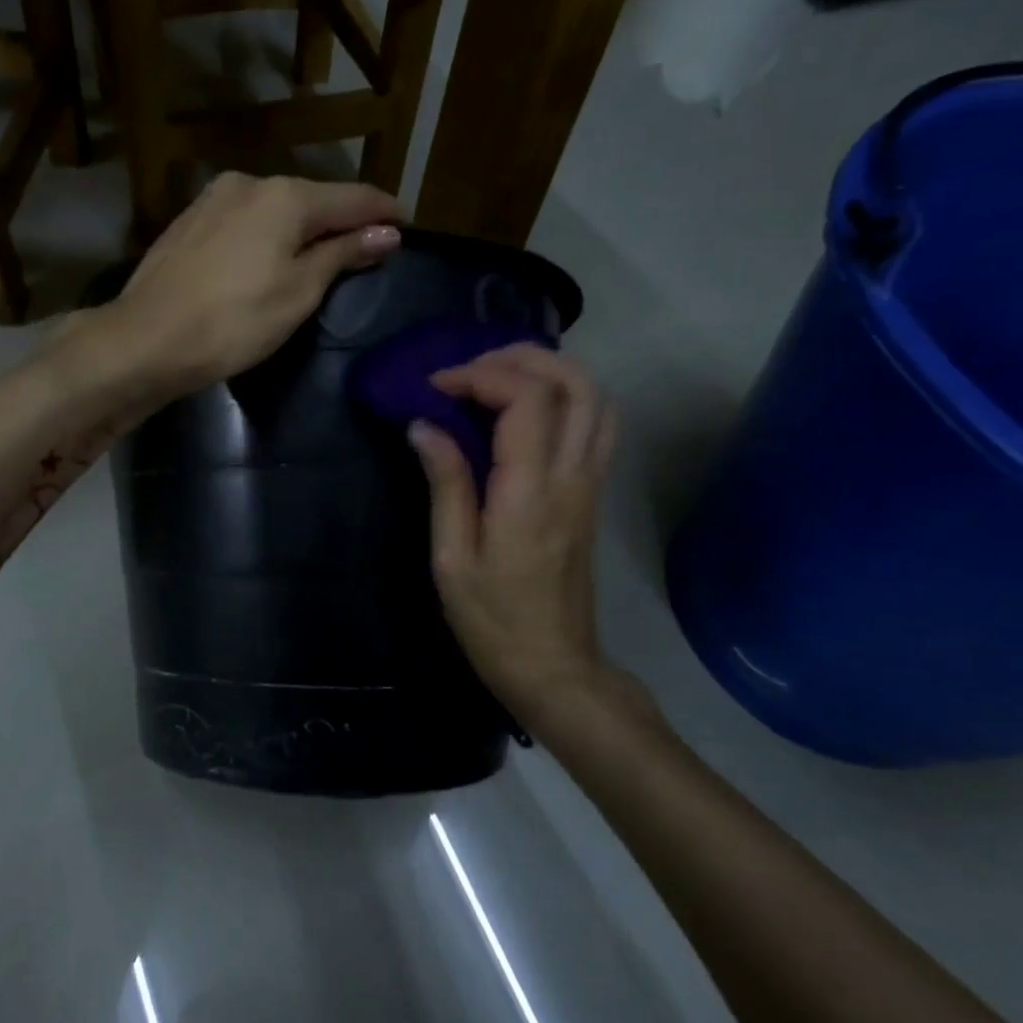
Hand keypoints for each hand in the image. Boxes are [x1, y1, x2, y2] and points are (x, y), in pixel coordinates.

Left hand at [92, 172, 401, 398]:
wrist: (145, 340)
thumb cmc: (233, 322)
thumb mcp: (299, 293)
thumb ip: (342, 255)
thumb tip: (386, 232)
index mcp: (285, 196)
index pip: (352, 197)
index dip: (383, 211)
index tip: (406, 225)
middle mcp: (248, 183)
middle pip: (311, 199)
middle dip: (341, 220)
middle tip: (365, 246)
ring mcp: (212, 200)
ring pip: (274, 209)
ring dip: (301, 228)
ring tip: (318, 254)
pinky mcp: (187, 223)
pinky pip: (244, 221)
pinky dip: (266, 235)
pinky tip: (267, 257)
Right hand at [410, 346, 618, 718]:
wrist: (554, 664)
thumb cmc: (491, 619)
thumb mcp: (451, 558)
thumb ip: (446, 484)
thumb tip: (424, 426)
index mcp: (529, 492)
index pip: (526, 399)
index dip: (480, 376)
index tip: (436, 387)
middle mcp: (571, 476)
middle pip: (574, 382)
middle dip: (520, 357)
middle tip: (469, 370)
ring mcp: (591, 483)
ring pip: (595, 397)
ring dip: (549, 371)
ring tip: (497, 379)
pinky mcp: (594, 493)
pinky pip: (597, 423)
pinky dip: (566, 396)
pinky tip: (526, 410)